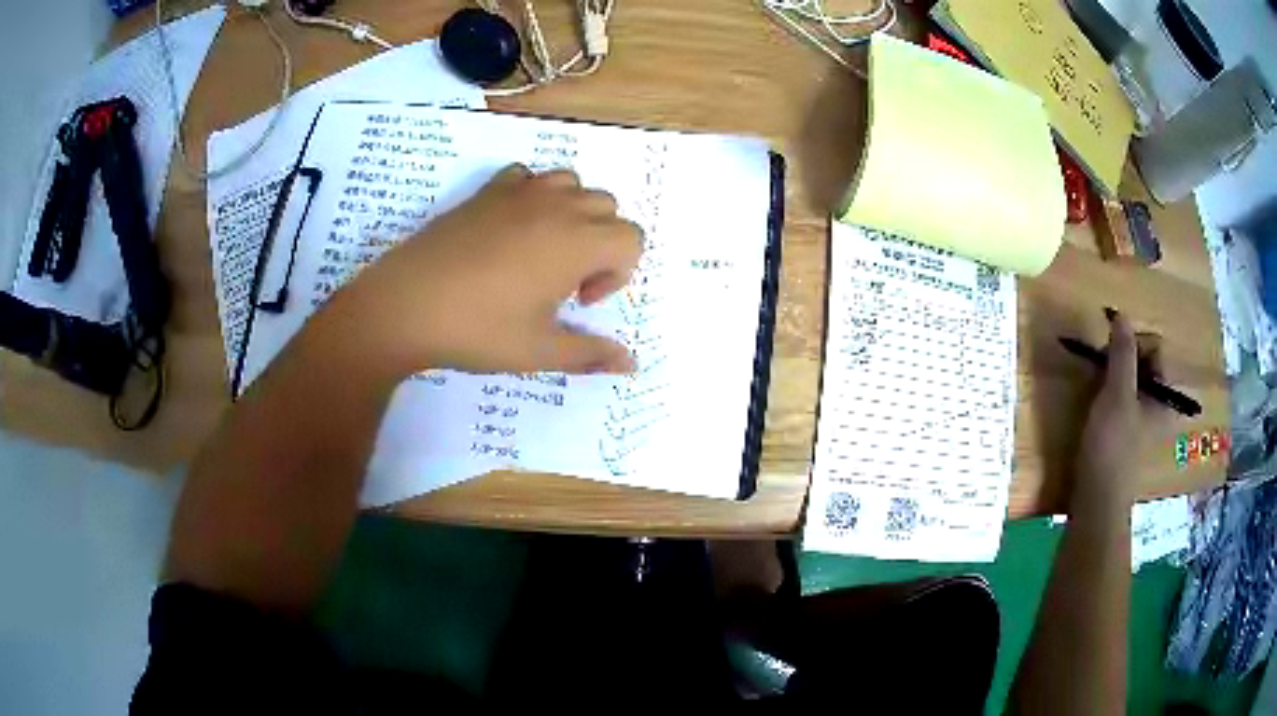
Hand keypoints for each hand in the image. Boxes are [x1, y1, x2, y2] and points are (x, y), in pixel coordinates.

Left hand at [318, 165, 642, 377]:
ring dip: (572, 213)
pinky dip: (533, 195)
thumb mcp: (538, 351)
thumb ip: (590, 353)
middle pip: (606, 207)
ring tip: (544, 250)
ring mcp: (518, 193)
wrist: (405, 305)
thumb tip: (630, 365)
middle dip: (600, 242)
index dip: (617, 273)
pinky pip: (527, 176)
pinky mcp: (485, 191)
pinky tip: (511, 228)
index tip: (580, 301)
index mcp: (576, 242)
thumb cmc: (478, 330)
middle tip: (565, 281)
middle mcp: (556, 207)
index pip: (631, 238)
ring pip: (571, 184)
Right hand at [1072, 309, 1164, 510]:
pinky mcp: (1125, 434)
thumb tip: (1122, 315)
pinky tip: (1094, 405)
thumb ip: (1122, 353)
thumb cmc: (1111, 446)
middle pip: (1143, 362)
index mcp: (1164, 393)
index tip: (1111, 350)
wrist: (1095, 501)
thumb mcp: (1117, 394)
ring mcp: (1142, 419)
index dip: (1133, 341)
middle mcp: (1158, 403)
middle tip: (1101, 368)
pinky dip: (1108, 393)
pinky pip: (1121, 398)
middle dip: (1121, 358)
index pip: (1155, 347)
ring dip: (1112, 375)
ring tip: (1095, 386)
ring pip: (1130, 380)